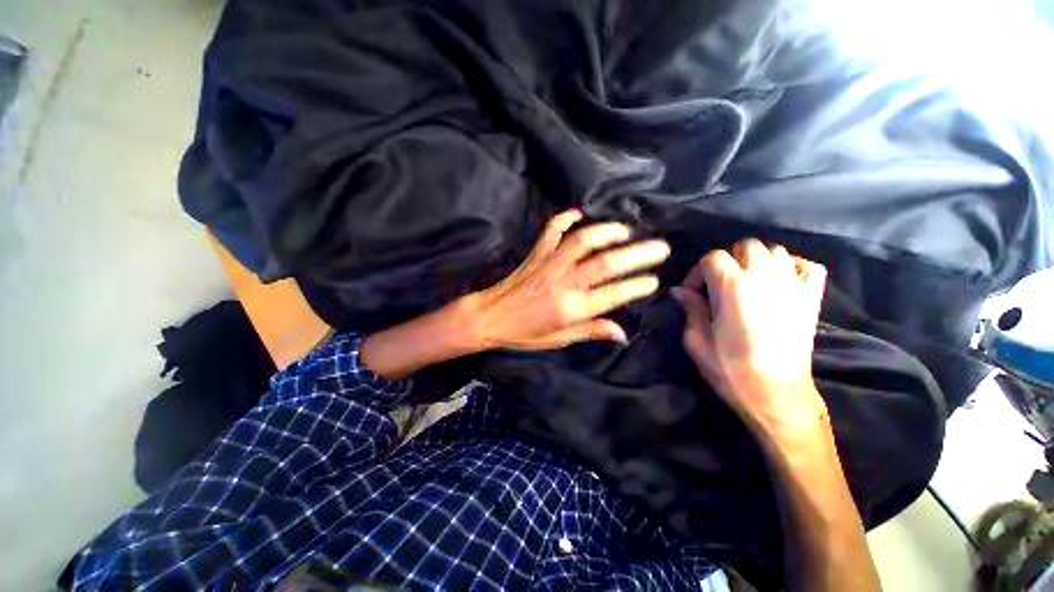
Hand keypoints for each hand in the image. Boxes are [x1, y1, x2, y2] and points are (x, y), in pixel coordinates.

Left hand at [468, 209, 669, 349]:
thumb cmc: (524, 333)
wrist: (489, 317)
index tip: (655, 281)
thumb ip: (592, 331)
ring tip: (626, 231)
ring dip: (607, 232)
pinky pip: (552, 230)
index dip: (637, 286)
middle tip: (660, 247)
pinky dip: (565, 218)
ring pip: (582, 241)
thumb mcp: (559, 339)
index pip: (613, 295)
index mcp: (571, 308)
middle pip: (606, 264)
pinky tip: (579, 214)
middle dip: (637, 254)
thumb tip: (623, 334)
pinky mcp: (536, 253)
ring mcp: (549, 264)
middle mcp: (564, 282)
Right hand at [670, 239, 827, 434]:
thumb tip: (679, 291)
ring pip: (776, 251)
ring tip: (747, 280)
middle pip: (746, 246)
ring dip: (757, 260)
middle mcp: (764, 279)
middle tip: (719, 283)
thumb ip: (690, 309)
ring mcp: (792, 286)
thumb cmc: (730, 369)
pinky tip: (780, 279)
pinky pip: (808, 266)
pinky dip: (793, 266)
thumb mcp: (697, 340)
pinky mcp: (811, 299)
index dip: (697, 272)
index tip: (692, 293)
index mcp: (732, 288)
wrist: (775, 395)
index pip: (713, 257)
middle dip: (727, 260)